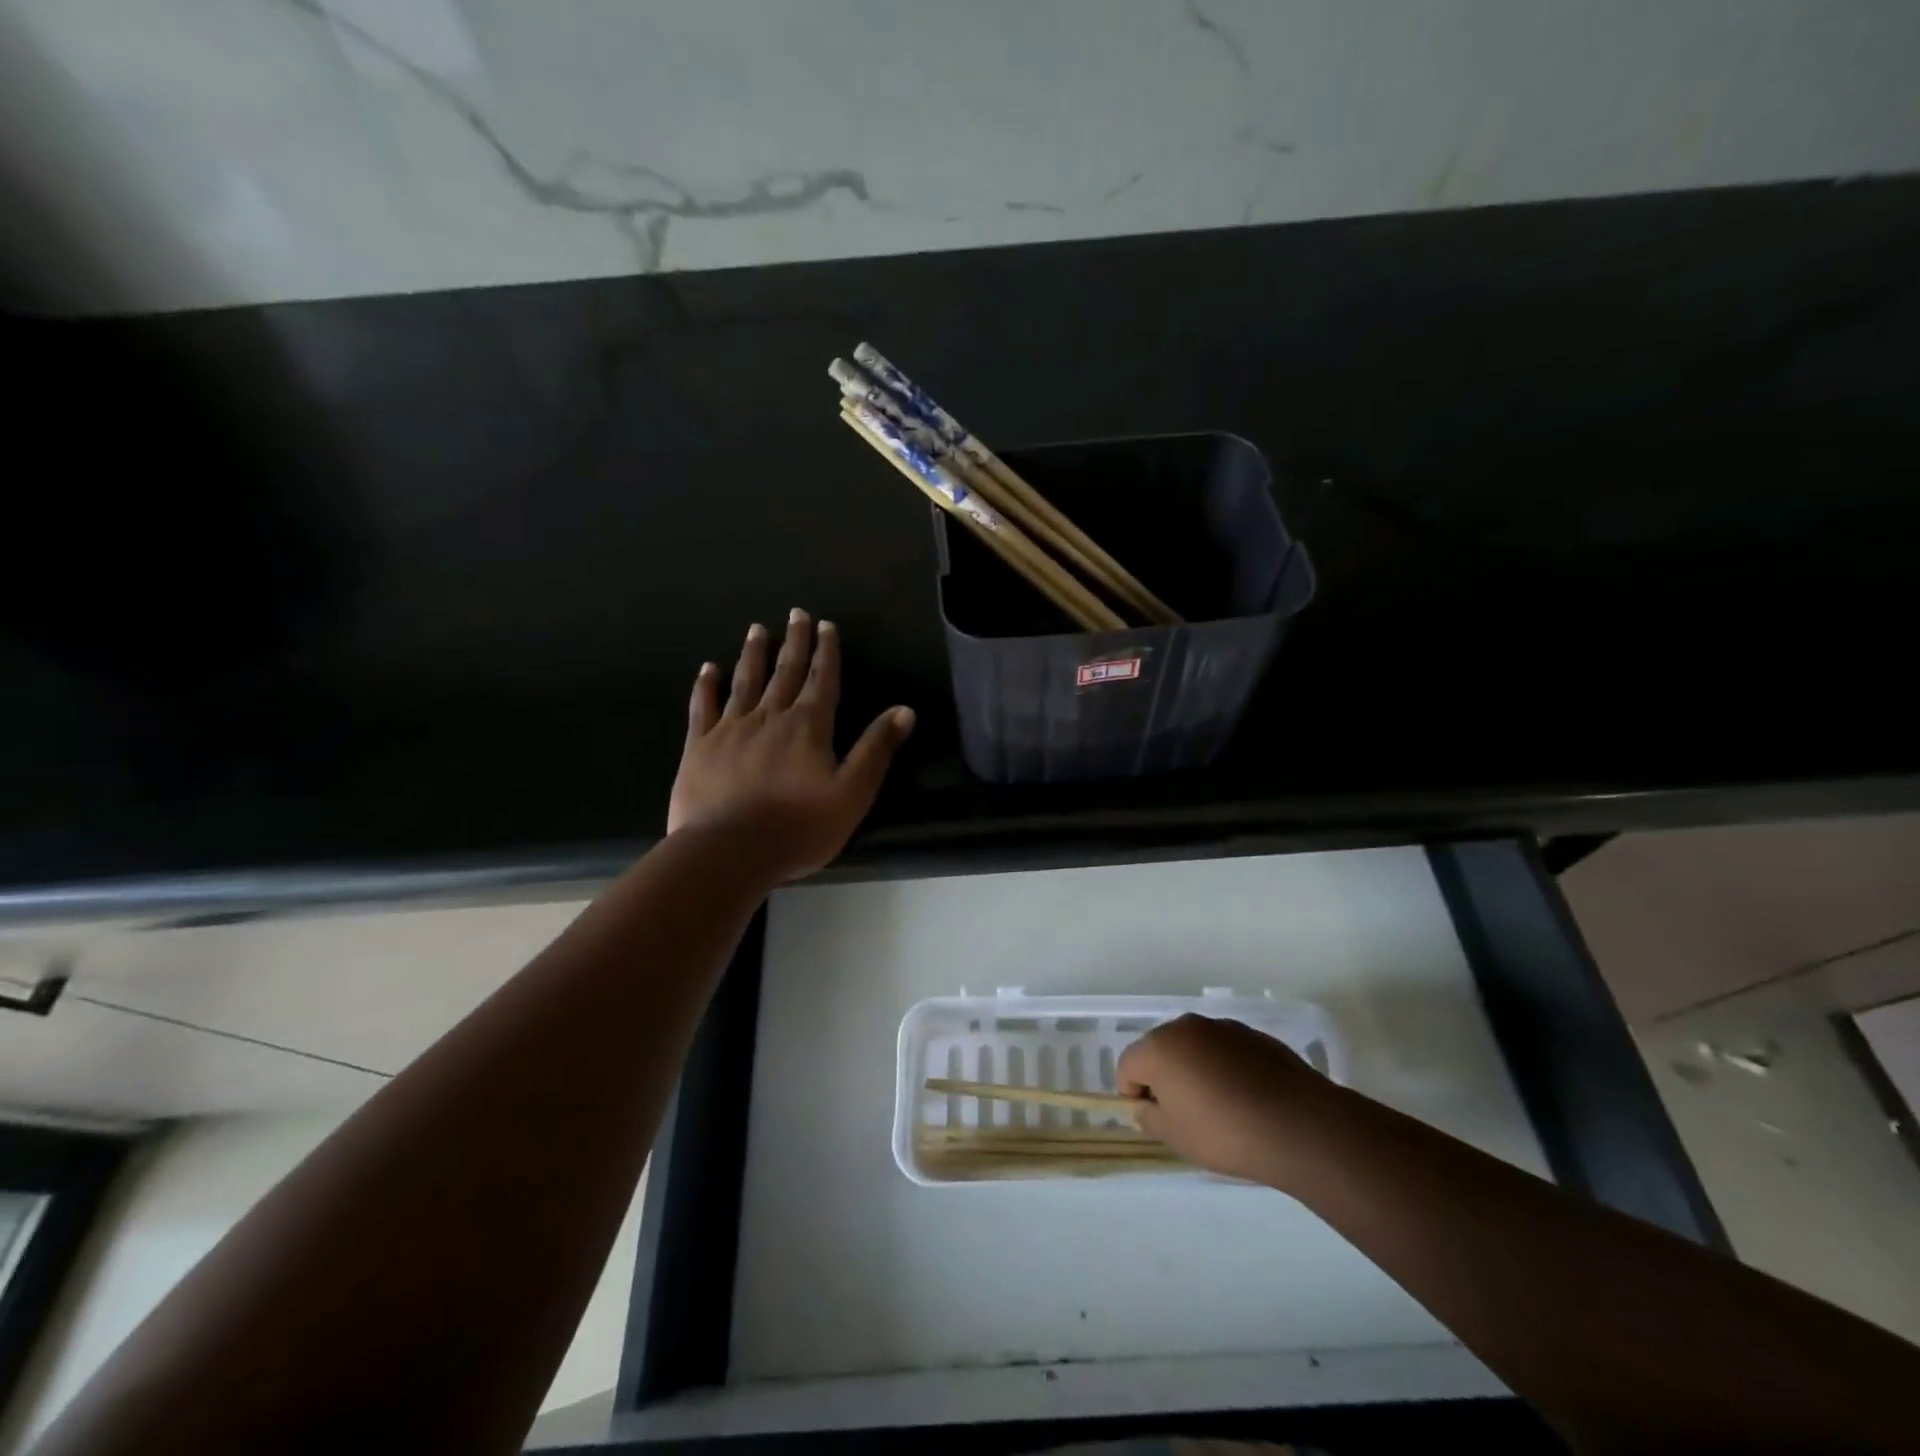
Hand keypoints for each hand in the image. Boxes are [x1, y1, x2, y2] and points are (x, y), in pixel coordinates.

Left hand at [668, 610, 914, 881]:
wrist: (729, 851)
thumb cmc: (799, 827)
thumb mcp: (853, 792)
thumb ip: (876, 748)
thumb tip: (905, 710)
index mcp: (809, 726)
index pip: (823, 679)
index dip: (826, 652)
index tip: (826, 625)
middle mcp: (770, 716)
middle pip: (786, 671)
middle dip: (794, 641)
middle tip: (796, 613)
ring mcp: (731, 729)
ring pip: (746, 681)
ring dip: (754, 653)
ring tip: (758, 629)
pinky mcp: (699, 746)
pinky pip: (703, 707)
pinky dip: (706, 685)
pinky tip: (708, 668)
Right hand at [1118, 1014, 1330, 1185]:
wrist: (1298, 1125)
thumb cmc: (1225, 1133)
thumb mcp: (1175, 1137)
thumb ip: (1149, 1117)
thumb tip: (1146, 1105)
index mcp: (1159, 1047)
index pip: (1127, 1065)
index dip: (1133, 1094)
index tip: (1154, 1120)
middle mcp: (1186, 1026)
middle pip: (1159, 1050)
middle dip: (1163, 1077)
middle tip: (1183, 1114)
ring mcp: (1222, 1027)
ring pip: (1193, 1047)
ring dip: (1194, 1070)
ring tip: (1218, 1107)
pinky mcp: (1253, 1035)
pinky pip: (1224, 1050)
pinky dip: (1224, 1068)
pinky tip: (1244, 1098)